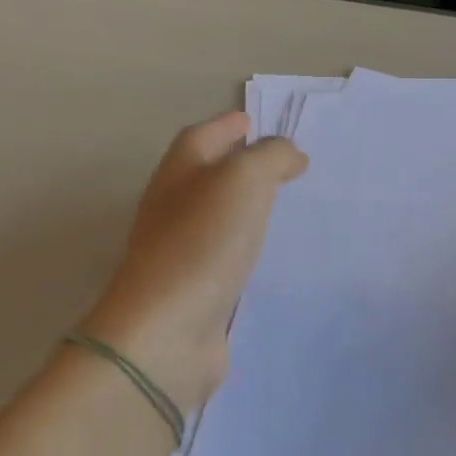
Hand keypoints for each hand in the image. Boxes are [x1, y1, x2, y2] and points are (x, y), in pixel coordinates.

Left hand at [81, 113, 306, 413]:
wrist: (165, 333)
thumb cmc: (203, 241)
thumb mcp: (245, 179)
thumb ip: (271, 156)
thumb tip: (289, 154)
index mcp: (179, 171)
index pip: (203, 135)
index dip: (229, 125)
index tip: (255, 122)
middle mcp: (172, 206)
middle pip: (206, 173)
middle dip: (239, 164)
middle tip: (281, 164)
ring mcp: (178, 251)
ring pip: (217, 216)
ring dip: (244, 207)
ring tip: (282, 205)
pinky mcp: (191, 291)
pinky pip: (224, 256)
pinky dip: (244, 248)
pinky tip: (267, 255)